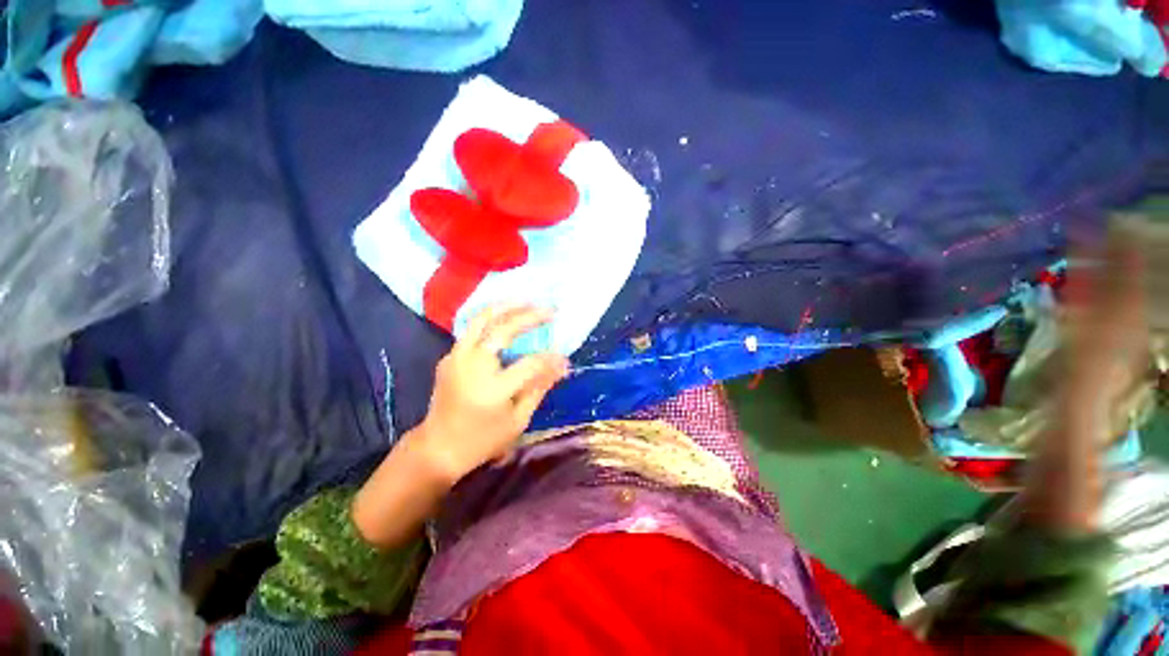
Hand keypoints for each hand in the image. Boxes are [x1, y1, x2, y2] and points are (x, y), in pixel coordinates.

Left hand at [417, 305, 569, 483]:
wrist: (437, 448)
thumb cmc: (482, 440)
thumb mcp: (518, 420)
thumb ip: (539, 388)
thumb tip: (562, 365)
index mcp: (493, 389)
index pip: (530, 363)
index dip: (550, 358)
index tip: (564, 356)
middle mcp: (472, 366)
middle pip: (503, 330)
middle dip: (530, 316)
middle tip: (551, 310)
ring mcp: (456, 358)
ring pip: (481, 320)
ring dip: (507, 307)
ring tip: (527, 301)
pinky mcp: (449, 356)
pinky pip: (472, 329)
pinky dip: (491, 318)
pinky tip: (506, 316)